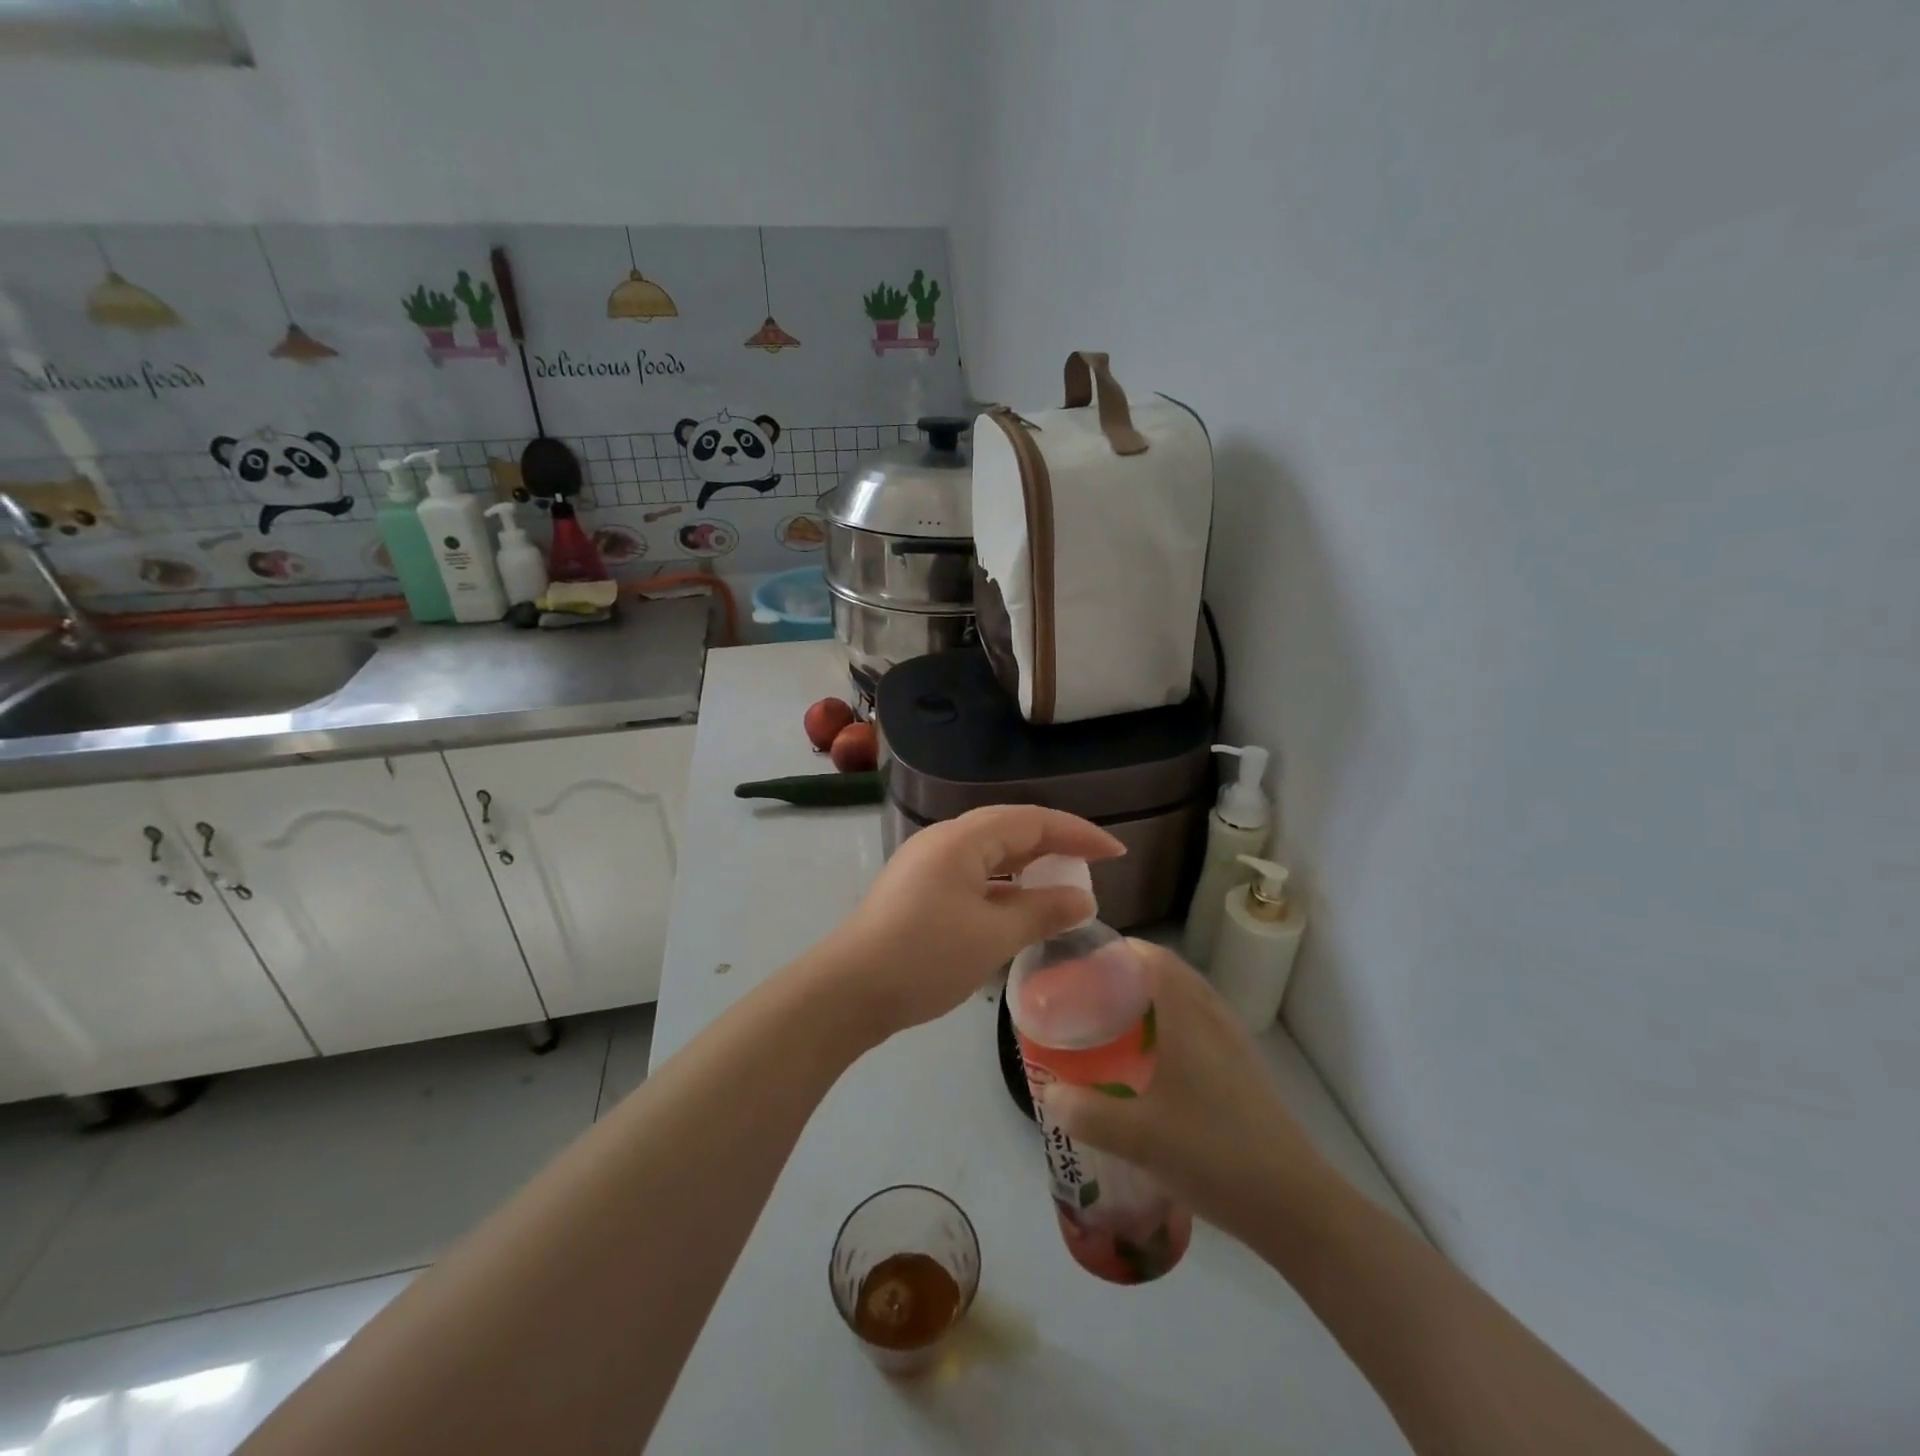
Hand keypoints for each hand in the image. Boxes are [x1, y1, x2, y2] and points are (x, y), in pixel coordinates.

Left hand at [817, 805, 1123, 1041]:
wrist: (847, 991)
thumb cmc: (924, 958)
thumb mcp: (992, 937)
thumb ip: (1042, 912)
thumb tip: (1083, 898)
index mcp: (962, 839)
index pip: (1032, 820)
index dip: (1078, 832)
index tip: (1116, 852)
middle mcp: (943, 841)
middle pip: (1010, 829)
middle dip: (1055, 844)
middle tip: (1094, 866)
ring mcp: (927, 865)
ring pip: (990, 853)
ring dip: (1029, 865)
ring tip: (1063, 884)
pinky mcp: (918, 890)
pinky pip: (973, 874)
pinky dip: (1004, 885)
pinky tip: (1019, 907)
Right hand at [1039, 940, 1334, 1241]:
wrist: (1295, 1205)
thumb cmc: (1213, 1154)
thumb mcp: (1137, 1138)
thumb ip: (1087, 1113)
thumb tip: (1049, 1094)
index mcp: (1189, 1017)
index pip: (1153, 957)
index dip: (1119, 951)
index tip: (1083, 963)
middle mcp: (1214, 1018)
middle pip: (1170, 973)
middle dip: (1130, 974)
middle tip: (1090, 994)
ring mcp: (1235, 1043)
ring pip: (1188, 999)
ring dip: (1153, 999)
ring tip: (1116, 1023)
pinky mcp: (1245, 1070)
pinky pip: (1201, 1025)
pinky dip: (1173, 1025)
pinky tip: (1154, 1064)